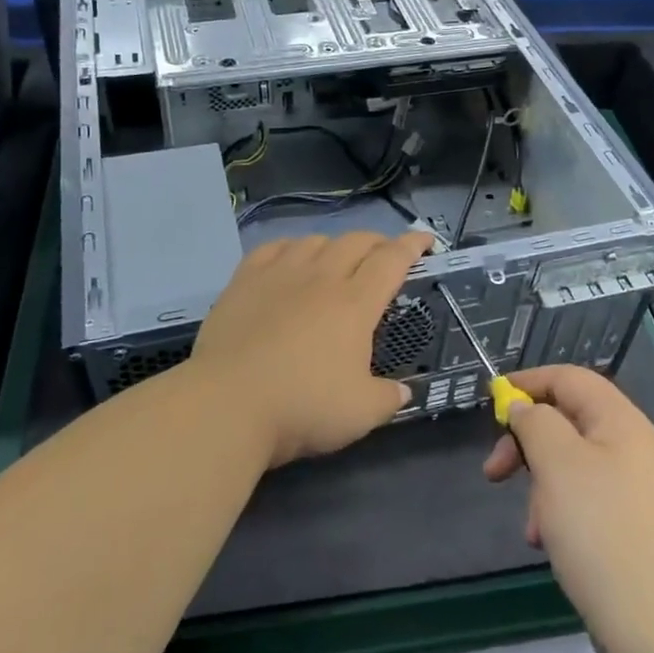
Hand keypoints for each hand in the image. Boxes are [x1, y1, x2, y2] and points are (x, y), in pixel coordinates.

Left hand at [191, 231, 433, 467]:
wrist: (228, 404)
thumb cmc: (302, 407)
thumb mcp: (360, 413)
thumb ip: (387, 398)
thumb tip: (402, 391)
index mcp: (355, 304)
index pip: (392, 261)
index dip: (412, 246)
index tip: (426, 239)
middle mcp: (321, 278)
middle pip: (355, 242)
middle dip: (377, 242)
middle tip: (385, 254)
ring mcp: (279, 275)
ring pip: (314, 240)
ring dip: (334, 244)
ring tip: (337, 259)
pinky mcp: (243, 281)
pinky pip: (272, 248)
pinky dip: (290, 247)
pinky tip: (290, 258)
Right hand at [483, 365, 653, 652]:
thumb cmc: (601, 531)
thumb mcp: (557, 464)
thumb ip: (535, 424)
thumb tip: (525, 408)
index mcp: (622, 423)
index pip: (571, 379)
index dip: (529, 382)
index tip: (491, 402)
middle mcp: (634, 449)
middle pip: (569, 422)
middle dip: (527, 443)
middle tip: (494, 472)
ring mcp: (638, 491)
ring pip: (573, 466)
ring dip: (541, 486)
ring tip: (532, 527)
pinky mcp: (635, 528)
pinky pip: (587, 501)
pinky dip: (560, 513)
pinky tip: (549, 544)